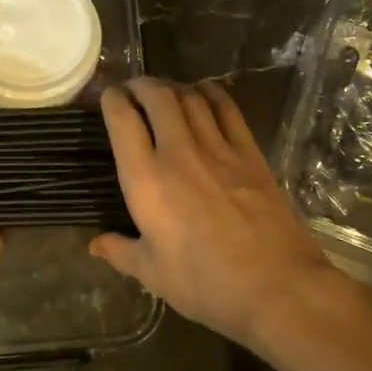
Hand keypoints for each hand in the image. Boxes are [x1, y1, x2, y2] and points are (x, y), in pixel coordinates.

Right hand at [91, 78, 351, 349]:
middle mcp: (179, 152)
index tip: (107, 97)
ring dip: (173, 87)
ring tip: (165, 92)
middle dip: (141, 84)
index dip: (111, 99)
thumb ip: (121, 252)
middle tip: (134, 90)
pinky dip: (212, 93)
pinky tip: (205, 93)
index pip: (122, 120)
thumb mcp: (153, 274)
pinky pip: (228, 109)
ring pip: (191, 97)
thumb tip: (95, 245)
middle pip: (158, 96)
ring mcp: (218, 148)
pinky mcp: (250, 153)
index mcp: (146, 179)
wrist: (276, 286)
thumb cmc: (205, 284)